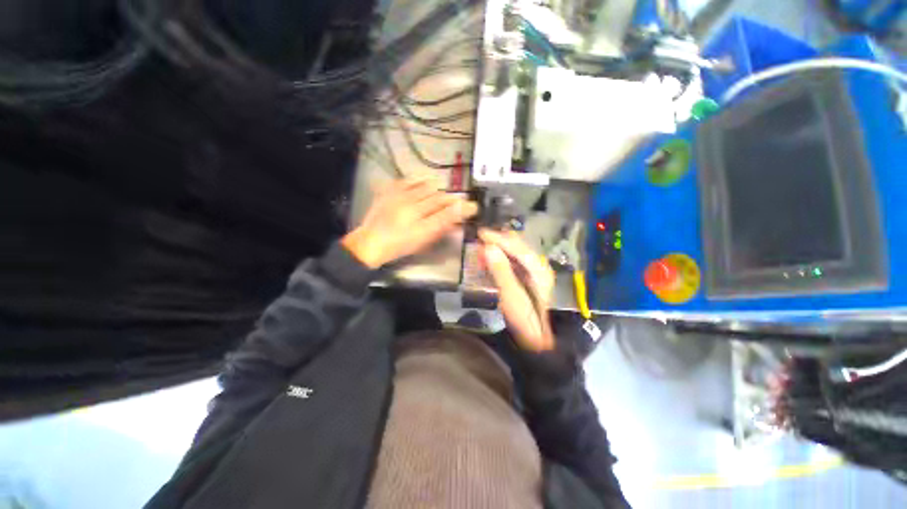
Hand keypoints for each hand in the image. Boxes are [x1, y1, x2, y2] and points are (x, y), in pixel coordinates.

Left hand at [342, 178, 477, 268]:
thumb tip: (457, 221)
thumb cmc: (399, 246)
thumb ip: (440, 229)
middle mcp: (411, 209)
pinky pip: (408, 180)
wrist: (371, 242)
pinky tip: (424, 181)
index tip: (472, 206)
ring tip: (440, 194)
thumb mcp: (422, 241)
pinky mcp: (389, 191)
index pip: (446, 213)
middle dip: (451, 199)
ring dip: (437, 190)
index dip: (461, 208)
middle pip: (438, 198)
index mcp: (420, 225)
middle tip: (457, 201)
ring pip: (425, 187)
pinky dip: (419, 179)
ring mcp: (399, 197)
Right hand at [479, 228, 555, 351]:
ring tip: (481, 252)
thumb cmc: (525, 319)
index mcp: (538, 269)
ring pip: (513, 253)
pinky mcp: (526, 279)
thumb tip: (488, 247)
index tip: (481, 233)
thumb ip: (500, 270)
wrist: (537, 341)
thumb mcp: (511, 295)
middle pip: (517, 247)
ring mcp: (533, 273)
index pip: (517, 246)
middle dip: (498, 242)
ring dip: (498, 250)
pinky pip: (512, 263)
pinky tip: (490, 262)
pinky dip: (500, 260)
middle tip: (479, 241)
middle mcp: (538, 266)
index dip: (498, 238)